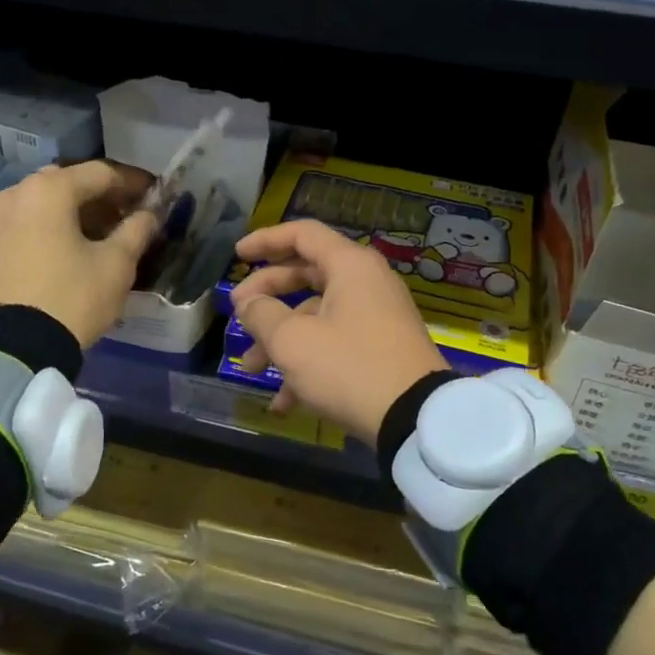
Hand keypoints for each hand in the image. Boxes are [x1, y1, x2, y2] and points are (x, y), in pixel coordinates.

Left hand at [0, 162, 156, 347]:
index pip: (101, 173)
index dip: (134, 183)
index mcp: (49, 189)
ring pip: (50, 201)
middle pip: (72, 183)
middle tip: (133, 214)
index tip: (157, 194)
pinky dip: (58, 224)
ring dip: (81, 211)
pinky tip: (80, 245)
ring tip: (110, 233)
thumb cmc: (72, 297)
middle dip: (105, 196)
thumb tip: (150, 214)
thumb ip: (137, 230)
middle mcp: (18, 192)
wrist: (14, 348)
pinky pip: (32, 220)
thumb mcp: (116, 264)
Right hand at [230, 220, 446, 442]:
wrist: (417, 419)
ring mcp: (376, 317)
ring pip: (316, 316)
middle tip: (238, 315)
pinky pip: (335, 344)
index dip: (265, 241)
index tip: (237, 255)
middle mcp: (366, 283)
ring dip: (281, 340)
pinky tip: (284, 403)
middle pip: (306, 275)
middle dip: (266, 298)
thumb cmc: (349, 367)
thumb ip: (262, 314)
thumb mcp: (292, 341)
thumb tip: (248, 303)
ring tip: (251, 369)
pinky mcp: (381, 349)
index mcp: (350, 266)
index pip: (302, 234)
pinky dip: (307, 365)